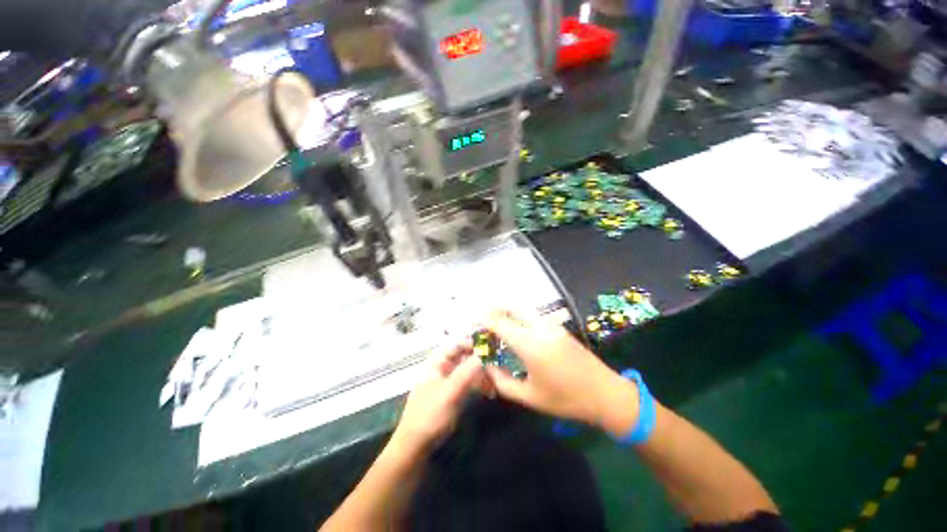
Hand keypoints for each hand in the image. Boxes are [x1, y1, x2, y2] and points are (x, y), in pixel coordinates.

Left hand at [391, 341, 488, 455]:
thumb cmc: (430, 415)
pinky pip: (469, 382)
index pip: (456, 344)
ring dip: (482, 372)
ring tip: (496, 380)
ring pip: (468, 369)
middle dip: (480, 358)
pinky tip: (490, 390)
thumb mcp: (450, 392)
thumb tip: (484, 353)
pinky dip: (479, 384)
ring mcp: (448, 381)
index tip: (490, 345)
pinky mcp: (453, 394)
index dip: (472, 342)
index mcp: (437, 362)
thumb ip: (467, 371)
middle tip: (498, 362)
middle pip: (464, 356)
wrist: (416, 446)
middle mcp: (443, 368)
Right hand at [483, 310, 640, 437]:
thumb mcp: (530, 397)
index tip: (473, 324)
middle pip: (511, 307)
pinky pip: (532, 317)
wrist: (606, 394)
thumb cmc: (566, 400)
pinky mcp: (558, 327)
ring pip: (522, 309)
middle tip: (483, 321)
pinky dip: (519, 318)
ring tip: (497, 328)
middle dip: (494, 310)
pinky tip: (516, 333)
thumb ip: (502, 381)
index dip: (483, 320)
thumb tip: (487, 366)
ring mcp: (551, 325)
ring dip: (507, 313)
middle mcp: (539, 328)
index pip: (499, 322)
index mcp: (530, 345)